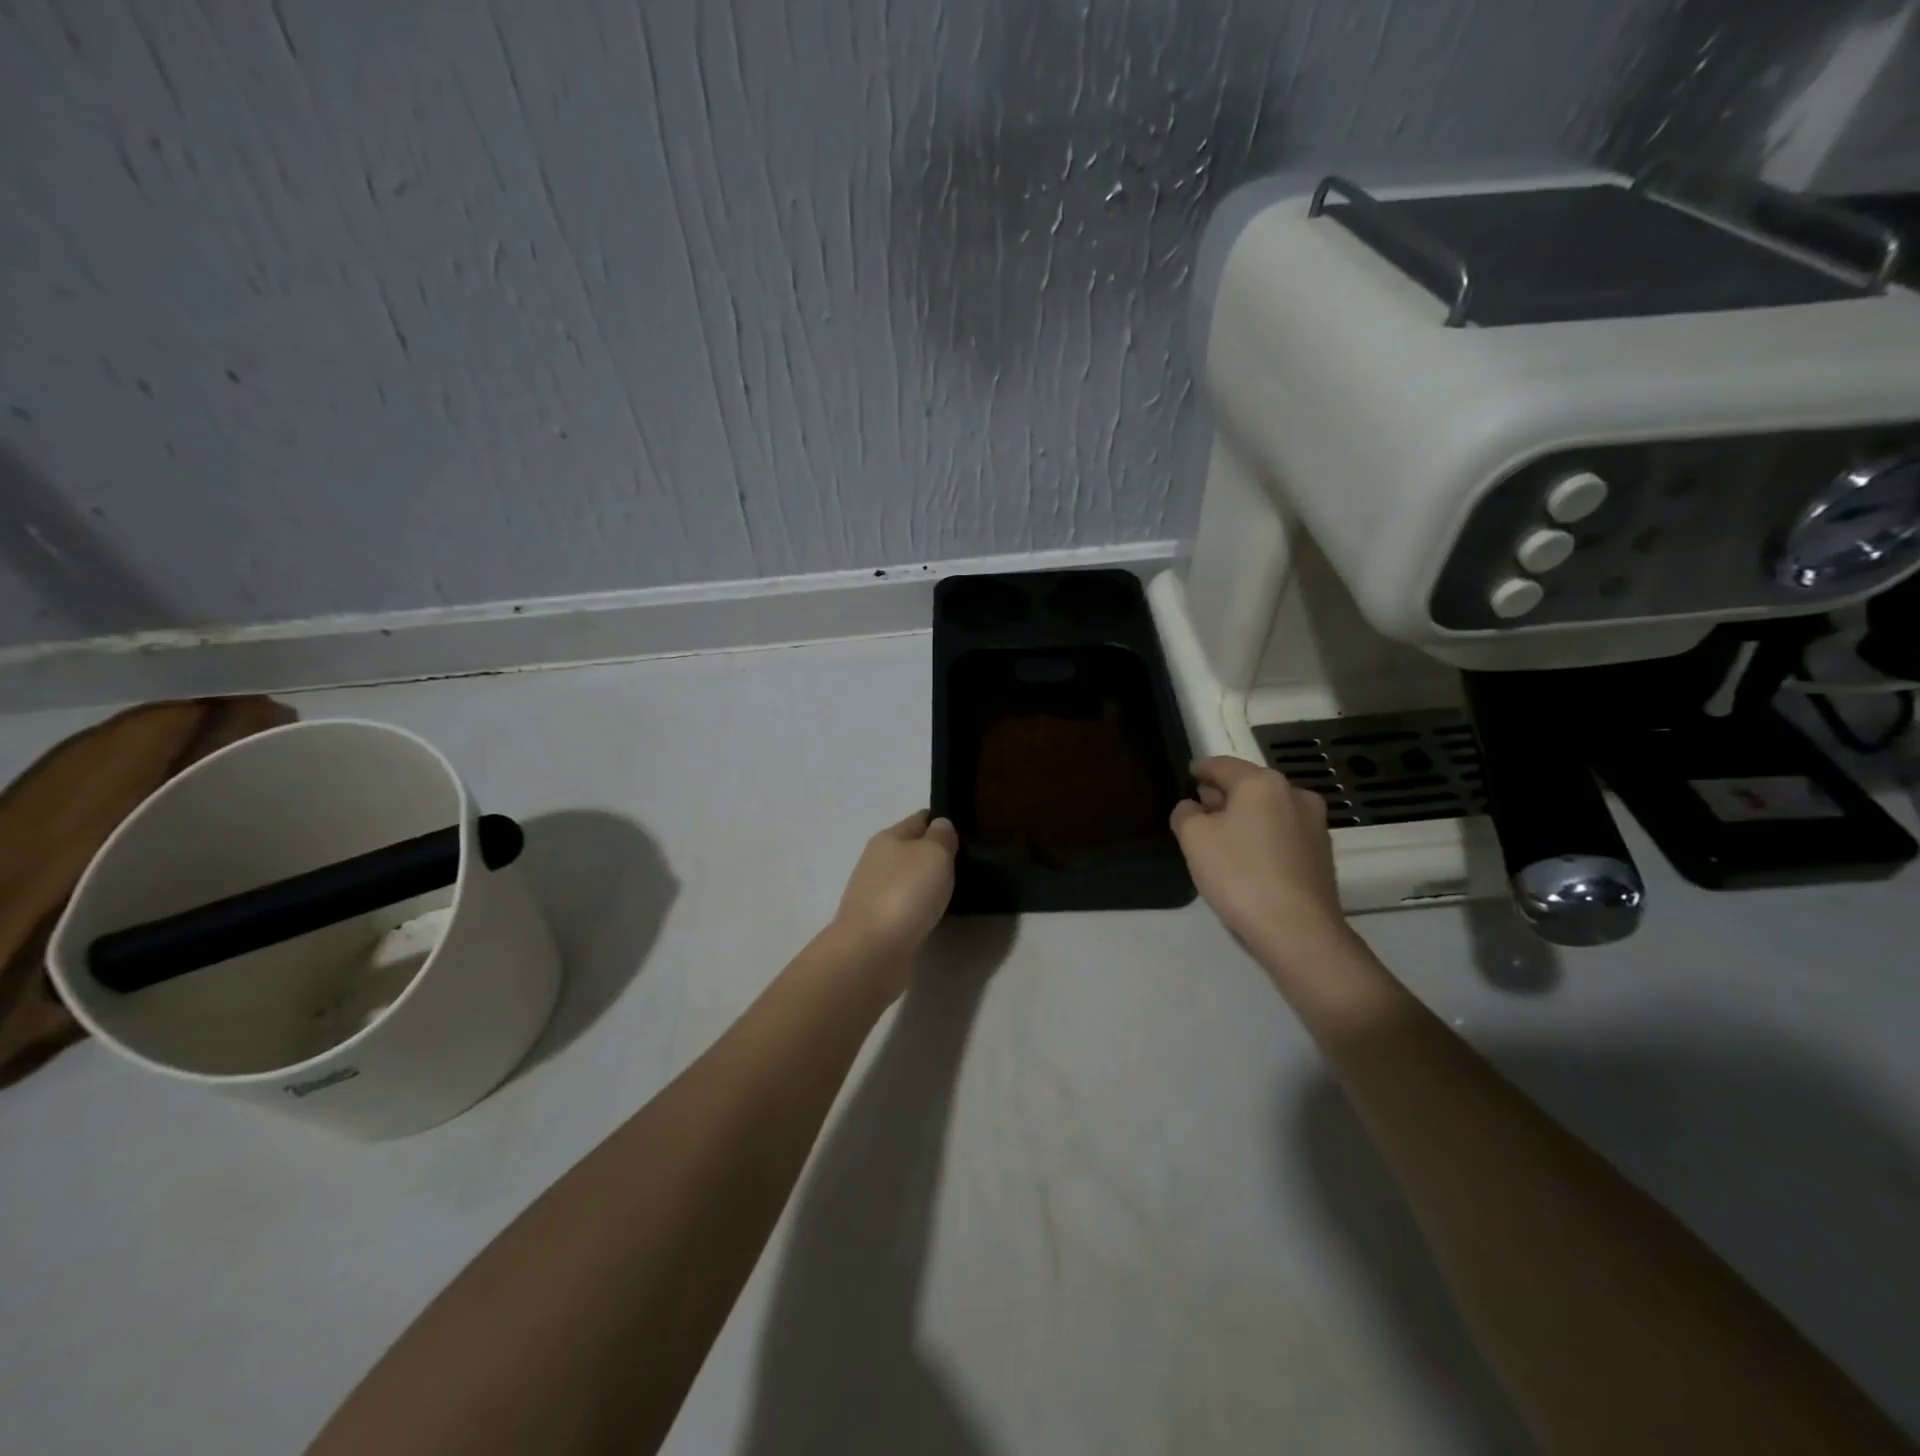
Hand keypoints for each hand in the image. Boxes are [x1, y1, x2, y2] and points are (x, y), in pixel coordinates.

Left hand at [833, 811, 959, 965]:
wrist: (873, 951)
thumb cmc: (905, 892)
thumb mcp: (933, 853)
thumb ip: (941, 836)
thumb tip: (940, 825)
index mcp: (887, 838)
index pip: (919, 820)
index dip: (941, 821)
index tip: (968, 829)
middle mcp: (877, 862)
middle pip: (912, 850)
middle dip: (937, 855)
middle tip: (971, 862)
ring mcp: (875, 896)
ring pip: (909, 881)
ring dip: (929, 884)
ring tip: (961, 890)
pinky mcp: (879, 926)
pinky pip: (907, 909)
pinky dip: (922, 909)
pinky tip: (940, 915)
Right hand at [1171, 756, 1346, 952]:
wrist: (1298, 930)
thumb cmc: (1240, 874)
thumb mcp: (1194, 839)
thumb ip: (1186, 814)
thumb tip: (1192, 807)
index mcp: (1262, 783)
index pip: (1222, 765)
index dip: (1201, 769)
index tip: (1188, 774)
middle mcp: (1294, 795)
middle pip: (1250, 786)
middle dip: (1223, 794)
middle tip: (1200, 806)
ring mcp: (1314, 825)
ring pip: (1269, 810)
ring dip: (1244, 817)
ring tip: (1220, 836)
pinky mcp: (1321, 855)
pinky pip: (1282, 834)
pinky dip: (1262, 836)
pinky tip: (1246, 858)